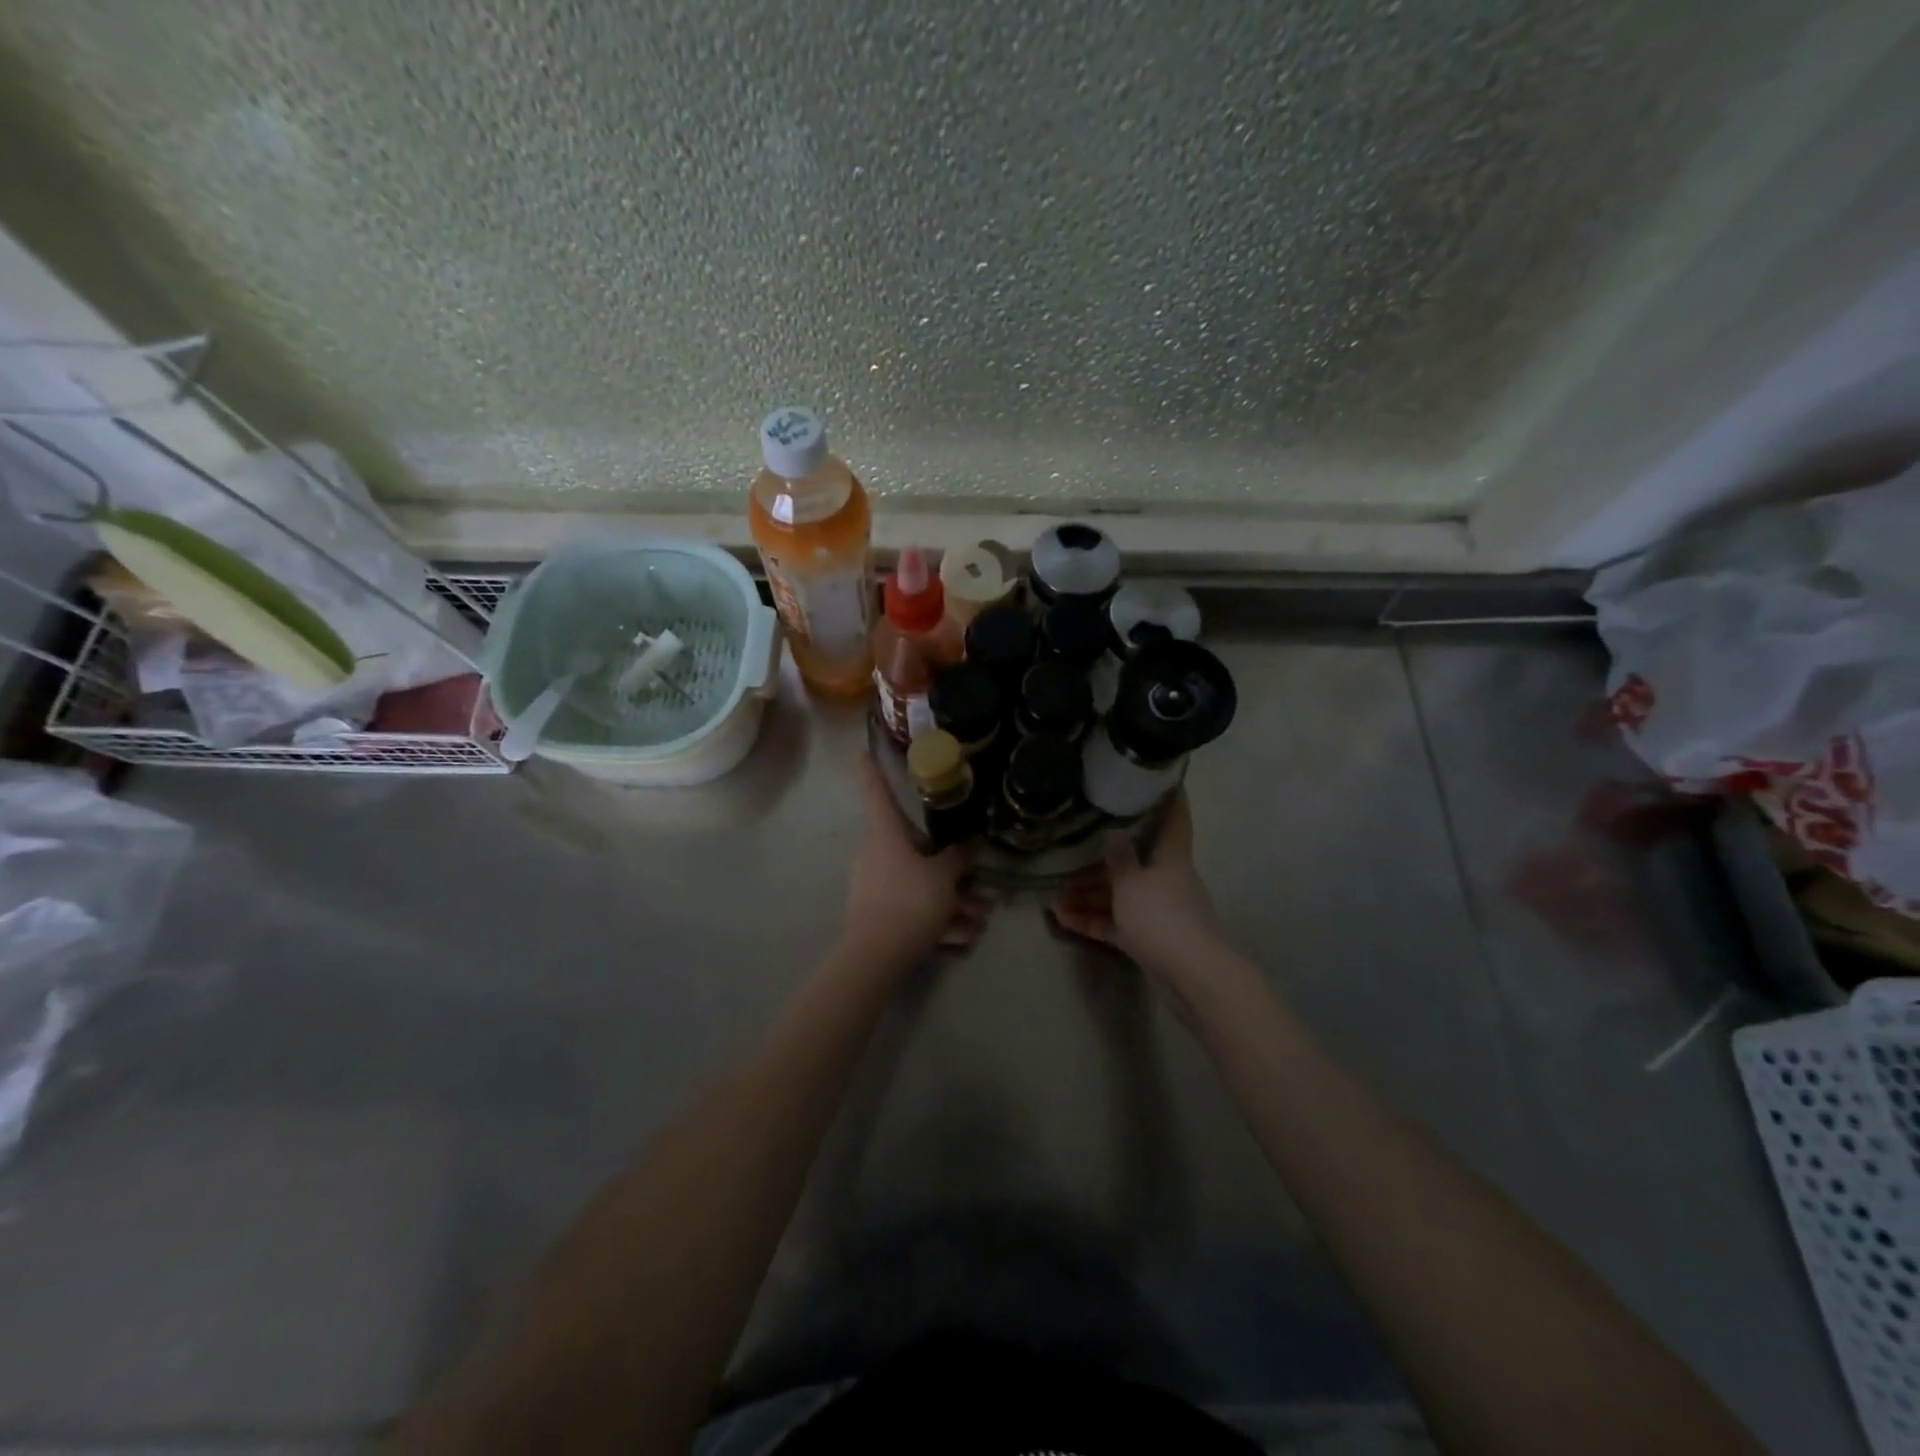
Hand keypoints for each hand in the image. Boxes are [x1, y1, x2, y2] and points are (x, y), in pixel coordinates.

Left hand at [842, 754, 991, 965]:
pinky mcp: (879, 913)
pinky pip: (914, 907)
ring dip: (952, 900)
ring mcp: (876, 885)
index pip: (877, 793)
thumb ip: (958, 858)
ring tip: (980, 919)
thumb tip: (967, 844)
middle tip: (979, 882)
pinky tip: (963, 938)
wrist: (876, 958)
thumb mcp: (943, 877)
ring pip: (920, 882)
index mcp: (885, 835)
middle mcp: (876, 854)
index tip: (863, 751)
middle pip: (916, 849)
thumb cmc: (909, 901)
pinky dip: (938, 920)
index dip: (873, 771)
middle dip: (951, 867)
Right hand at [1049, 793, 1225, 978]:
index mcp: (1170, 857)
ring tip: (1054, 899)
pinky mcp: (1149, 938)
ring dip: (1088, 896)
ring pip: (1120, 895)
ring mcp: (1158, 910)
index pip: (1174, 818)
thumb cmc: (1161, 916)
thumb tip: (1113, 830)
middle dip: (1099, 861)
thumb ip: (1118, 856)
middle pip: (1133, 861)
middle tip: (1068, 855)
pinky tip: (1063, 920)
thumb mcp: (1130, 881)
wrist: (1191, 975)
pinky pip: (1116, 922)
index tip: (1161, 779)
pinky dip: (1093, 920)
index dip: (1170, 798)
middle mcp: (1166, 878)